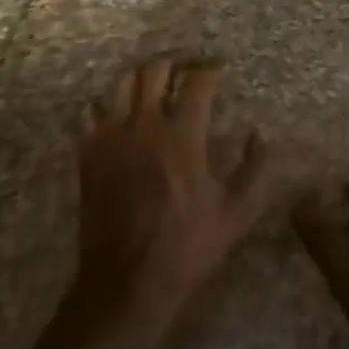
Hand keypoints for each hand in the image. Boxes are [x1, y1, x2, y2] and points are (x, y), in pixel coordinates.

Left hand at [74, 57, 274, 334]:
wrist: (125, 285)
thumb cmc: (186, 248)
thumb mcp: (237, 215)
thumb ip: (256, 170)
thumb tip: (260, 134)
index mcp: (182, 135)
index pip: (197, 82)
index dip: (211, 69)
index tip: (219, 69)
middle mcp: (144, 125)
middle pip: (155, 70)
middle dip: (174, 62)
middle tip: (186, 69)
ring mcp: (111, 137)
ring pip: (121, 83)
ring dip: (141, 77)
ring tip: (154, 85)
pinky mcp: (88, 154)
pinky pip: (94, 112)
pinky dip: (110, 105)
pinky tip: (122, 117)